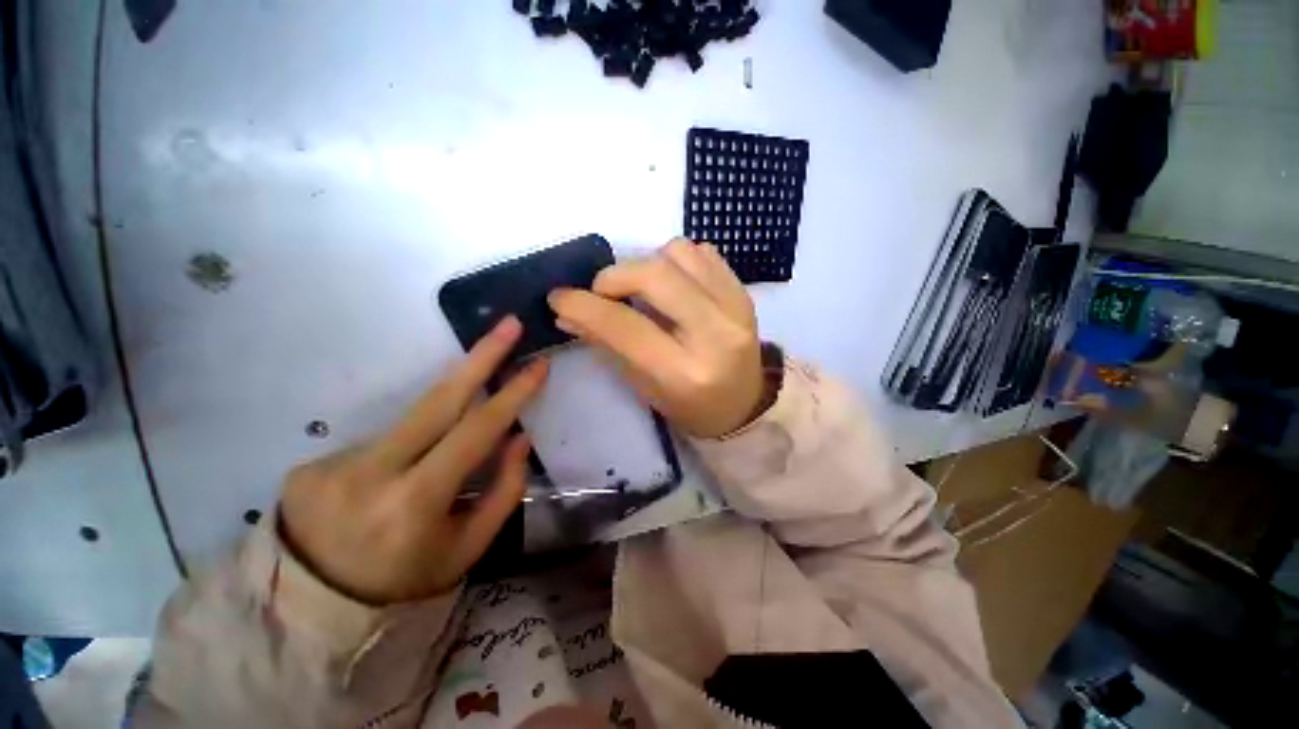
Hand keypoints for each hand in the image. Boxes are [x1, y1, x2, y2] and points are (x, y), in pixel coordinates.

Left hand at [279, 317, 547, 604]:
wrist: (311, 608)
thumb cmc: (404, 582)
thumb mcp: (467, 550)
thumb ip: (502, 491)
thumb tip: (519, 437)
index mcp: (414, 504)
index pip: (475, 432)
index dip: (511, 395)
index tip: (537, 365)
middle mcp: (370, 473)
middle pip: (437, 399)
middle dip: (480, 357)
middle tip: (508, 324)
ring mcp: (335, 462)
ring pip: (413, 421)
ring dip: (446, 417)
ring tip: (448, 450)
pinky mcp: (315, 460)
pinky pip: (386, 440)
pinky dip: (409, 449)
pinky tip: (398, 480)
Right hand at [548, 239, 763, 437]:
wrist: (745, 403)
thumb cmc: (689, 406)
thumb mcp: (643, 387)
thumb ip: (608, 346)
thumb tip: (568, 313)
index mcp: (684, 373)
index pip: (626, 327)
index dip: (585, 306)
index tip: (559, 297)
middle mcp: (714, 335)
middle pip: (655, 276)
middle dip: (615, 275)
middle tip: (603, 291)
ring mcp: (736, 308)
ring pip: (679, 253)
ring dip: (648, 263)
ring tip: (644, 289)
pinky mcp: (744, 293)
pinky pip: (702, 252)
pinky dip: (676, 260)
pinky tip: (673, 284)